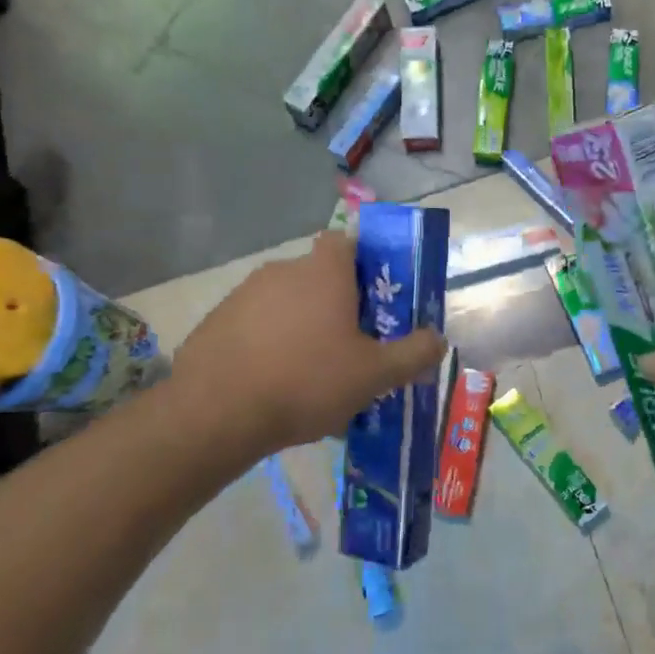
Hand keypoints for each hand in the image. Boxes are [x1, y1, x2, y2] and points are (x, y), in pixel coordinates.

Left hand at [158, 232, 445, 460]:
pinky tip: (275, 383)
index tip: (375, 296)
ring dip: (302, 325)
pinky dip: (269, 343)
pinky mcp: (216, 321)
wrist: (216, 413)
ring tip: (313, 372)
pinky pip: (256, 323)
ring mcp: (244, 294)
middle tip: (352, 344)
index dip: (364, 262)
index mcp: (324, 272)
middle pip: (319, 275)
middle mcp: (283, 270)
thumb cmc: (307, 381)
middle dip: (336, 304)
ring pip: (286, 301)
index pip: (346, 240)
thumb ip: (413, 354)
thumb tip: (438, 340)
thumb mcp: (374, 374)